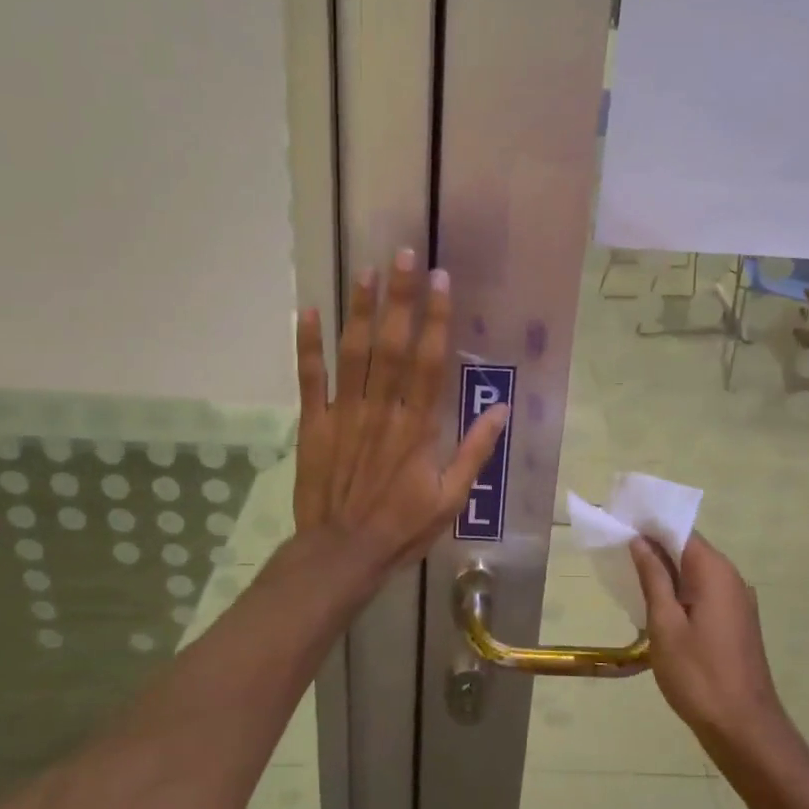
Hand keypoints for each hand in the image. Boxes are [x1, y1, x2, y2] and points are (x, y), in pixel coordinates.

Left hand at [294, 249, 509, 578]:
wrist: (342, 553)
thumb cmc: (402, 526)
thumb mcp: (452, 498)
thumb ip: (475, 451)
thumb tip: (502, 409)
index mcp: (417, 426)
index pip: (429, 361)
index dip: (435, 319)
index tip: (440, 281)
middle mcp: (382, 410)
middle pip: (391, 345)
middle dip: (399, 299)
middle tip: (403, 255)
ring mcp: (344, 414)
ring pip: (353, 354)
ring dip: (359, 310)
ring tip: (366, 271)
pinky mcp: (314, 424)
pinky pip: (310, 379)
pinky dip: (307, 346)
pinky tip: (307, 312)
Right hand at [630, 533, 787, 756]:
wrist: (744, 729)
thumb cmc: (698, 675)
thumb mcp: (665, 624)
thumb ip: (653, 577)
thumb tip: (640, 540)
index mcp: (715, 571)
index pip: (681, 530)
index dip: (650, 525)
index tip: (620, 525)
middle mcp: (732, 578)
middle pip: (689, 549)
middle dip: (655, 547)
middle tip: (618, 551)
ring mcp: (738, 601)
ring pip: (696, 572)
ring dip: (667, 571)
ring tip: (631, 577)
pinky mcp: (737, 622)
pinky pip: (705, 592)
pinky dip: (681, 591)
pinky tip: (658, 607)